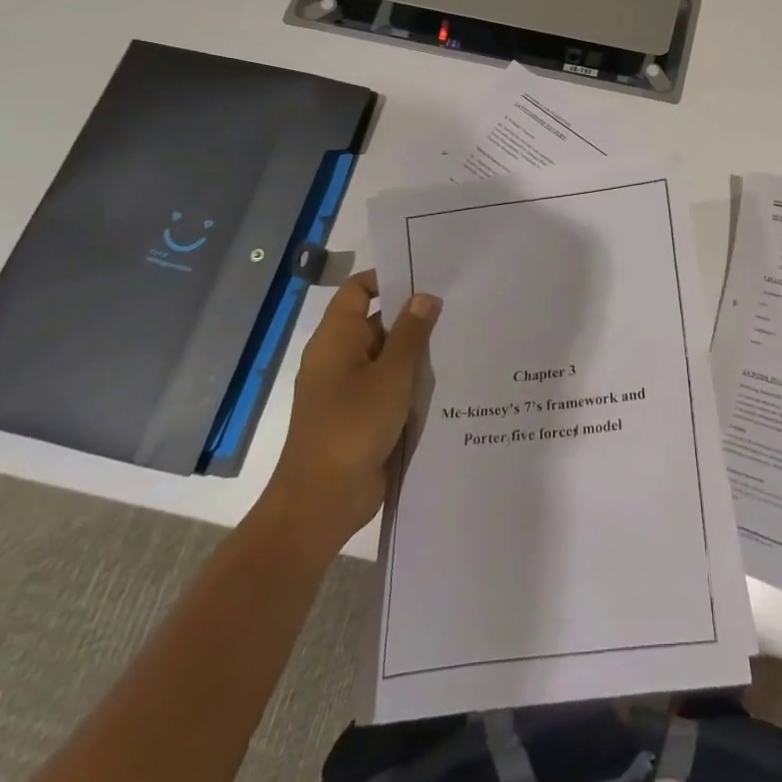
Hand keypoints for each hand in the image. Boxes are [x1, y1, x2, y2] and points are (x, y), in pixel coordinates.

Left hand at [258, 271, 440, 562]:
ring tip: (459, 342)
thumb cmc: (352, 427)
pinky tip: (445, 383)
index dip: (389, 279)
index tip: (427, 278)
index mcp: (336, 338)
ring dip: (415, 354)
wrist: (321, 502)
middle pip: (377, 322)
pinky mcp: (359, 416)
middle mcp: (339, 357)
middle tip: (457, 309)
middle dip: (413, 318)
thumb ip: (411, 333)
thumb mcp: (391, 375)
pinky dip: (410, 383)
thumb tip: (425, 296)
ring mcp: (347, 389)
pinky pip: (387, 387)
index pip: (358, 289)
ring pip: (386, 357)